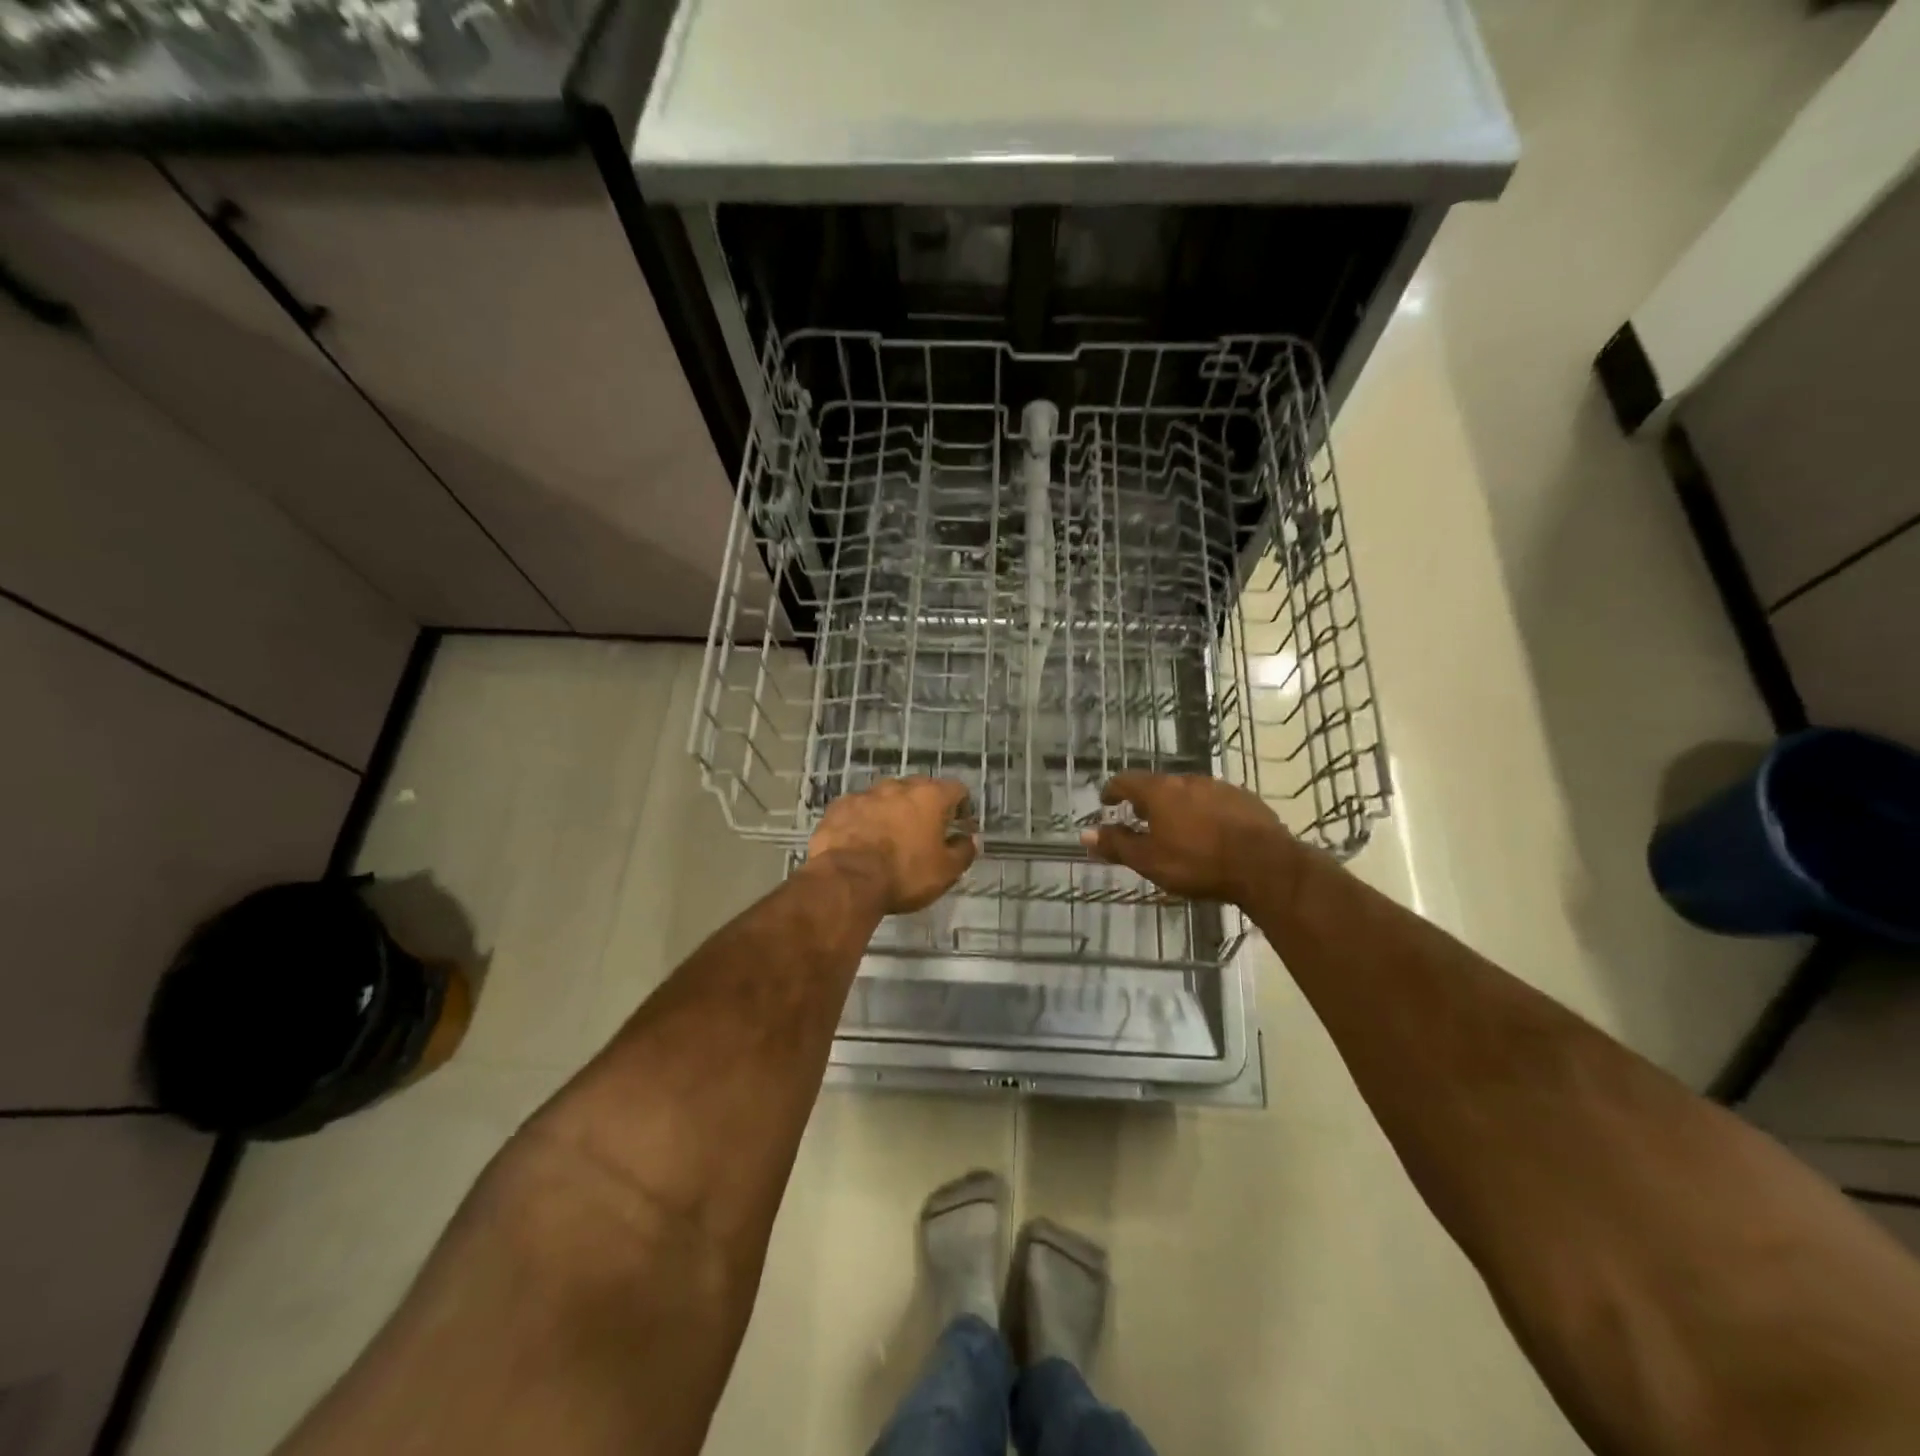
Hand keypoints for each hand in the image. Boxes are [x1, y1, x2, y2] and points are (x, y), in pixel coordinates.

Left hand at [807, 777, 978, 914]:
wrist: (846, 880)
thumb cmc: (904, 874)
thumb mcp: (946, 872)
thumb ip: (964, 851)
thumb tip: (970, 839)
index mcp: (930, 796)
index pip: (956, 789)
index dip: (961, 806)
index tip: (959, 825)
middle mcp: (898, 786)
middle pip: (920, 788)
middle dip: (925, 806)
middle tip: (925, 832)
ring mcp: (865, 794)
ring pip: (886, 797)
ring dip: (892, 811)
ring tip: (890, 837)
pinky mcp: (839, 807)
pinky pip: (859, 809)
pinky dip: (864, 820)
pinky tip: (861, 841)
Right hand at [1080, 772, 1297, 905]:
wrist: (1265, 865)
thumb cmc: (1198, 863)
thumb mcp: (1149, 861)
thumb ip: (1117, 845)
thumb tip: (1085, 835)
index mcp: (1160, 791)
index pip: (1126, 780)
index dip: (1113, 790)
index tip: (1107, 801)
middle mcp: (1187, 780)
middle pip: (1158, 785)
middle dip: (1146, 801)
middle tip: (1141, 820)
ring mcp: (1219, 786)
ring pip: (1188, 792)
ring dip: (1177, 806)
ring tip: (1176, 828)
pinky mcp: (1245, 799)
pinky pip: (1215, 801)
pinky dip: (1204, 812)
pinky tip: (1210, 832)